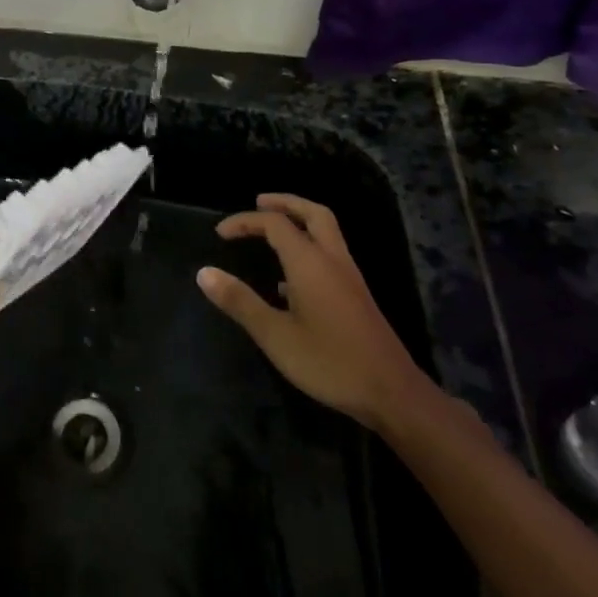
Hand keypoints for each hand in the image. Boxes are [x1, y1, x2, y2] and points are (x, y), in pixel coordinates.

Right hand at [198, 194, 432, 431]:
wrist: (393, 393)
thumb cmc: (330, 362)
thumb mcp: (275, 336)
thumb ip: (240, 302)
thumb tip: (204, 273)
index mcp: (309, 262)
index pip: (274, 223)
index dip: (244, 221)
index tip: (220, 233)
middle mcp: (332, 259)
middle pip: (312, 213)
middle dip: (284, 203)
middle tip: (258, 203)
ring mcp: (349, 277)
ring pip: (326, 231)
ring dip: (299, 221)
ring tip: (272, 231)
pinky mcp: (357, 295)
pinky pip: (330, 254)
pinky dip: (309, 247)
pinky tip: (290, 279)